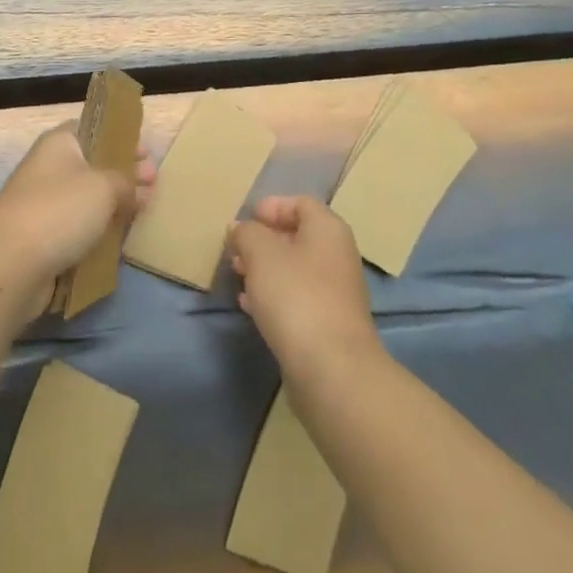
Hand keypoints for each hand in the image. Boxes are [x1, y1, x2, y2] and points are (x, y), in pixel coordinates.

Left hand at [0, 122, 155, 318]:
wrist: (8, 266)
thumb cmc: (59, 211)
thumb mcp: (105, 186)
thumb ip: (126, 182)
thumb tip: (134, 190)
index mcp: (59, 143)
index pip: (94, 129)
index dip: (122, 138)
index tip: (146, 155)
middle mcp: (49, 168)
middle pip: (94, 165)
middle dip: (124, 174)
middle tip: (153, 185)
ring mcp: (44, 204)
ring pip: (88, 199)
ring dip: (114, 205)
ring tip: (143, 213)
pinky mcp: (44, 238)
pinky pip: (78, 228)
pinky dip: (98, 231)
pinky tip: (120, 239)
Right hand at [231, 196, 381, 382]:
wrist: (332, 370)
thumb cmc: (296, 297)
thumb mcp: (261, 254)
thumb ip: (247, 233)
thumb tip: (241, 228)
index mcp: (328, 229)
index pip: (301, 203)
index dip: (273, 206)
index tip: (246, 219)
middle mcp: (337, 255)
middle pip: (298, 235)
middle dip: (264, 240)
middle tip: (236, 250)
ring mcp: (335, 292)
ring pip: (295, 269)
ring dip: (265, 269)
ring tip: (237, 276)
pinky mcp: (327, 324)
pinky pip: (297, 298)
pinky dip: (273, 296)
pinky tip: (249, 306)